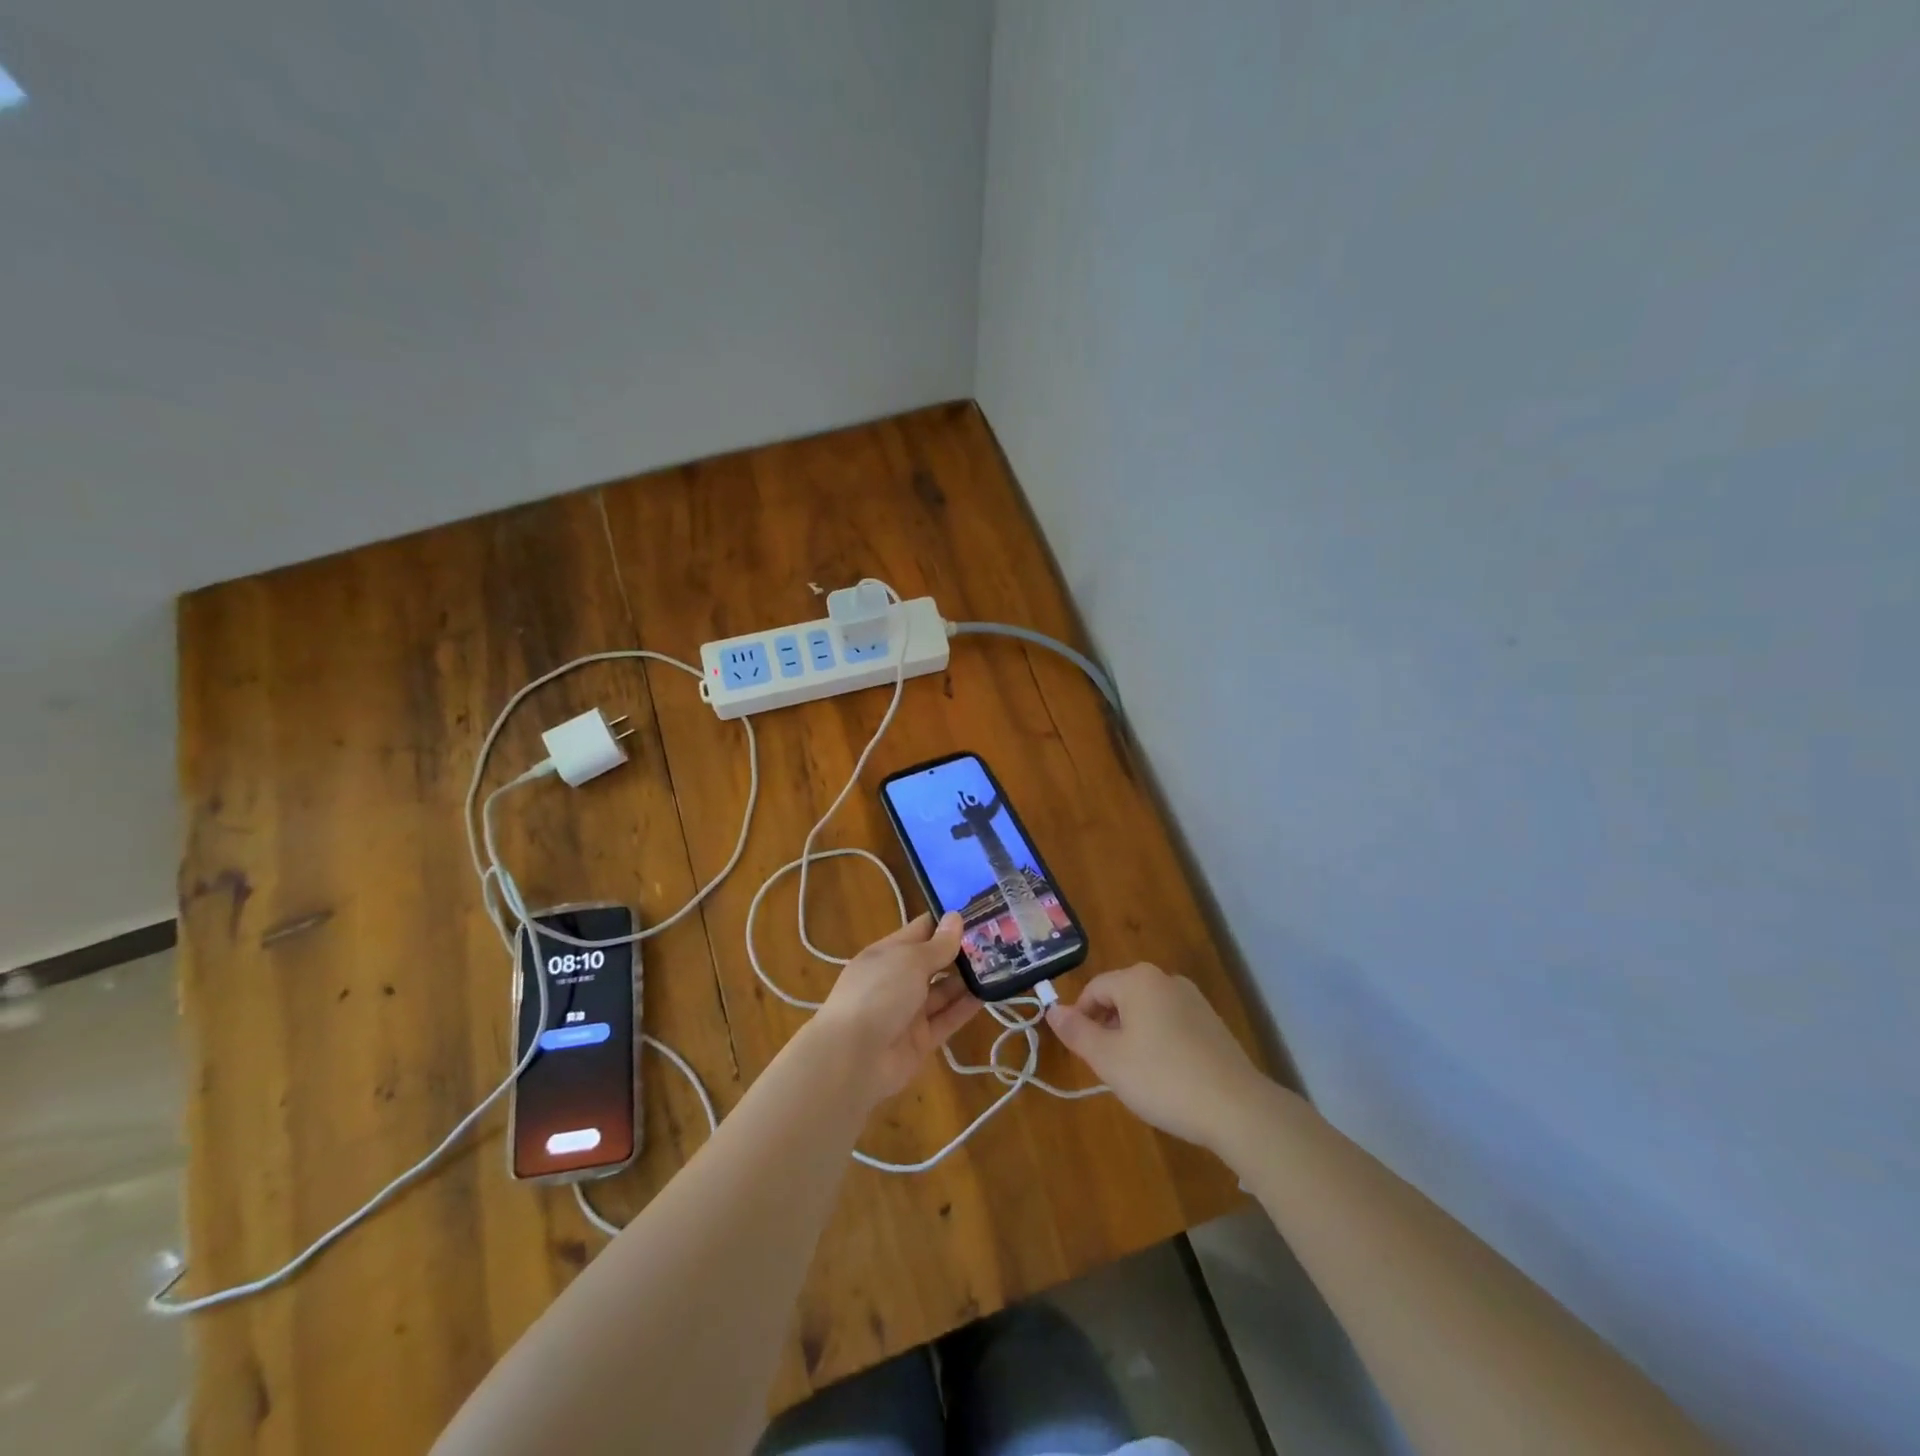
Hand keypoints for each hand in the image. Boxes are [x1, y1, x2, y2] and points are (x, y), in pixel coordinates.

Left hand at [815, 912, 981, 1102]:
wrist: (853, 1058)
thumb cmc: (878, 993)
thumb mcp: (910, 961)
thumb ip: (937, 944)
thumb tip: (955, 918)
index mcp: (888, 953)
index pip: (921, 930)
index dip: (947, 922)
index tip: (980, 912)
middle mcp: (898, 979)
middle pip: (934, 961)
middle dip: (961, 951)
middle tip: (998, 940)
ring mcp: (908, 1011)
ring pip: (943, 991)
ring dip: (967, 979)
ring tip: (1000, 965)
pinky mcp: (921, 1040)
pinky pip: (947, 1019)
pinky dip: (965, 1007)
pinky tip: (989, 994)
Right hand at [1046, 963, 1270, 1151]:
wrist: (1237, 1108)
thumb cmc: (1162, 1078)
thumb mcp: (1108, 1059)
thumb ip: (1076, 1032)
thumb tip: (1051, 1009)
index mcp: (1138, 979)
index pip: (1094, 989)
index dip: (1080, 1019)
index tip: (1083, 1054)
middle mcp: (1166, 979)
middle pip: (1121, 997)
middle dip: (1108, 1028)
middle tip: (1108, 1067)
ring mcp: (1194, 1000)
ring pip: (1147, 1012)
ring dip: (1132, 1037)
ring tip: (1136, 1075)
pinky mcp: (1212, 1023)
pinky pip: (1171, 1024)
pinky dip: (1159, 1043)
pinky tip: (1166, 1077)